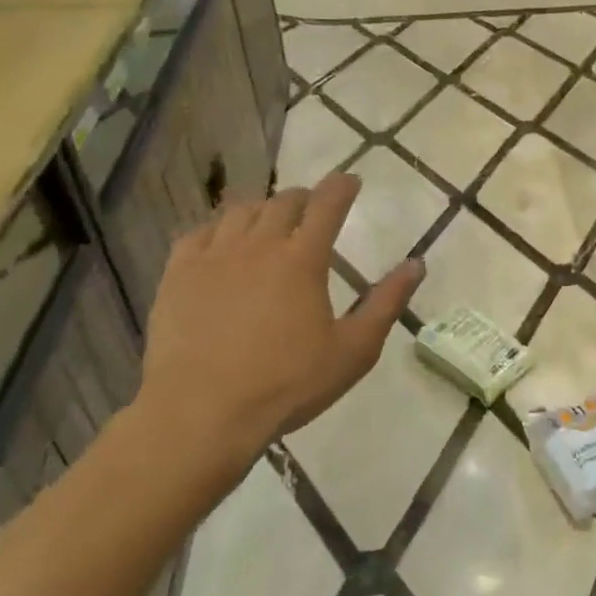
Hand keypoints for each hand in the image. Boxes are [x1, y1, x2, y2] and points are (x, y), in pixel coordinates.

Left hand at [132, 174, 422, 494]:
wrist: (200, 414)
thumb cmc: (287, 384)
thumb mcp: (354, 350)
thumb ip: (387, 303)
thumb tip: (417, 264)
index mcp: (303, 259)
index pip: (327, 204)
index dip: (341, 186)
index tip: (350, 181)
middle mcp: (259, 244)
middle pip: (284, 201)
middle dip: (304, 198)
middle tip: (313, 210)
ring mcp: (214, 256)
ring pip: (241, 211)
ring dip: (262, 209)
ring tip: (269, 224)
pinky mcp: (178, 274)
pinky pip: (199, 233)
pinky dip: (218, 229)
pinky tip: (222, 245)